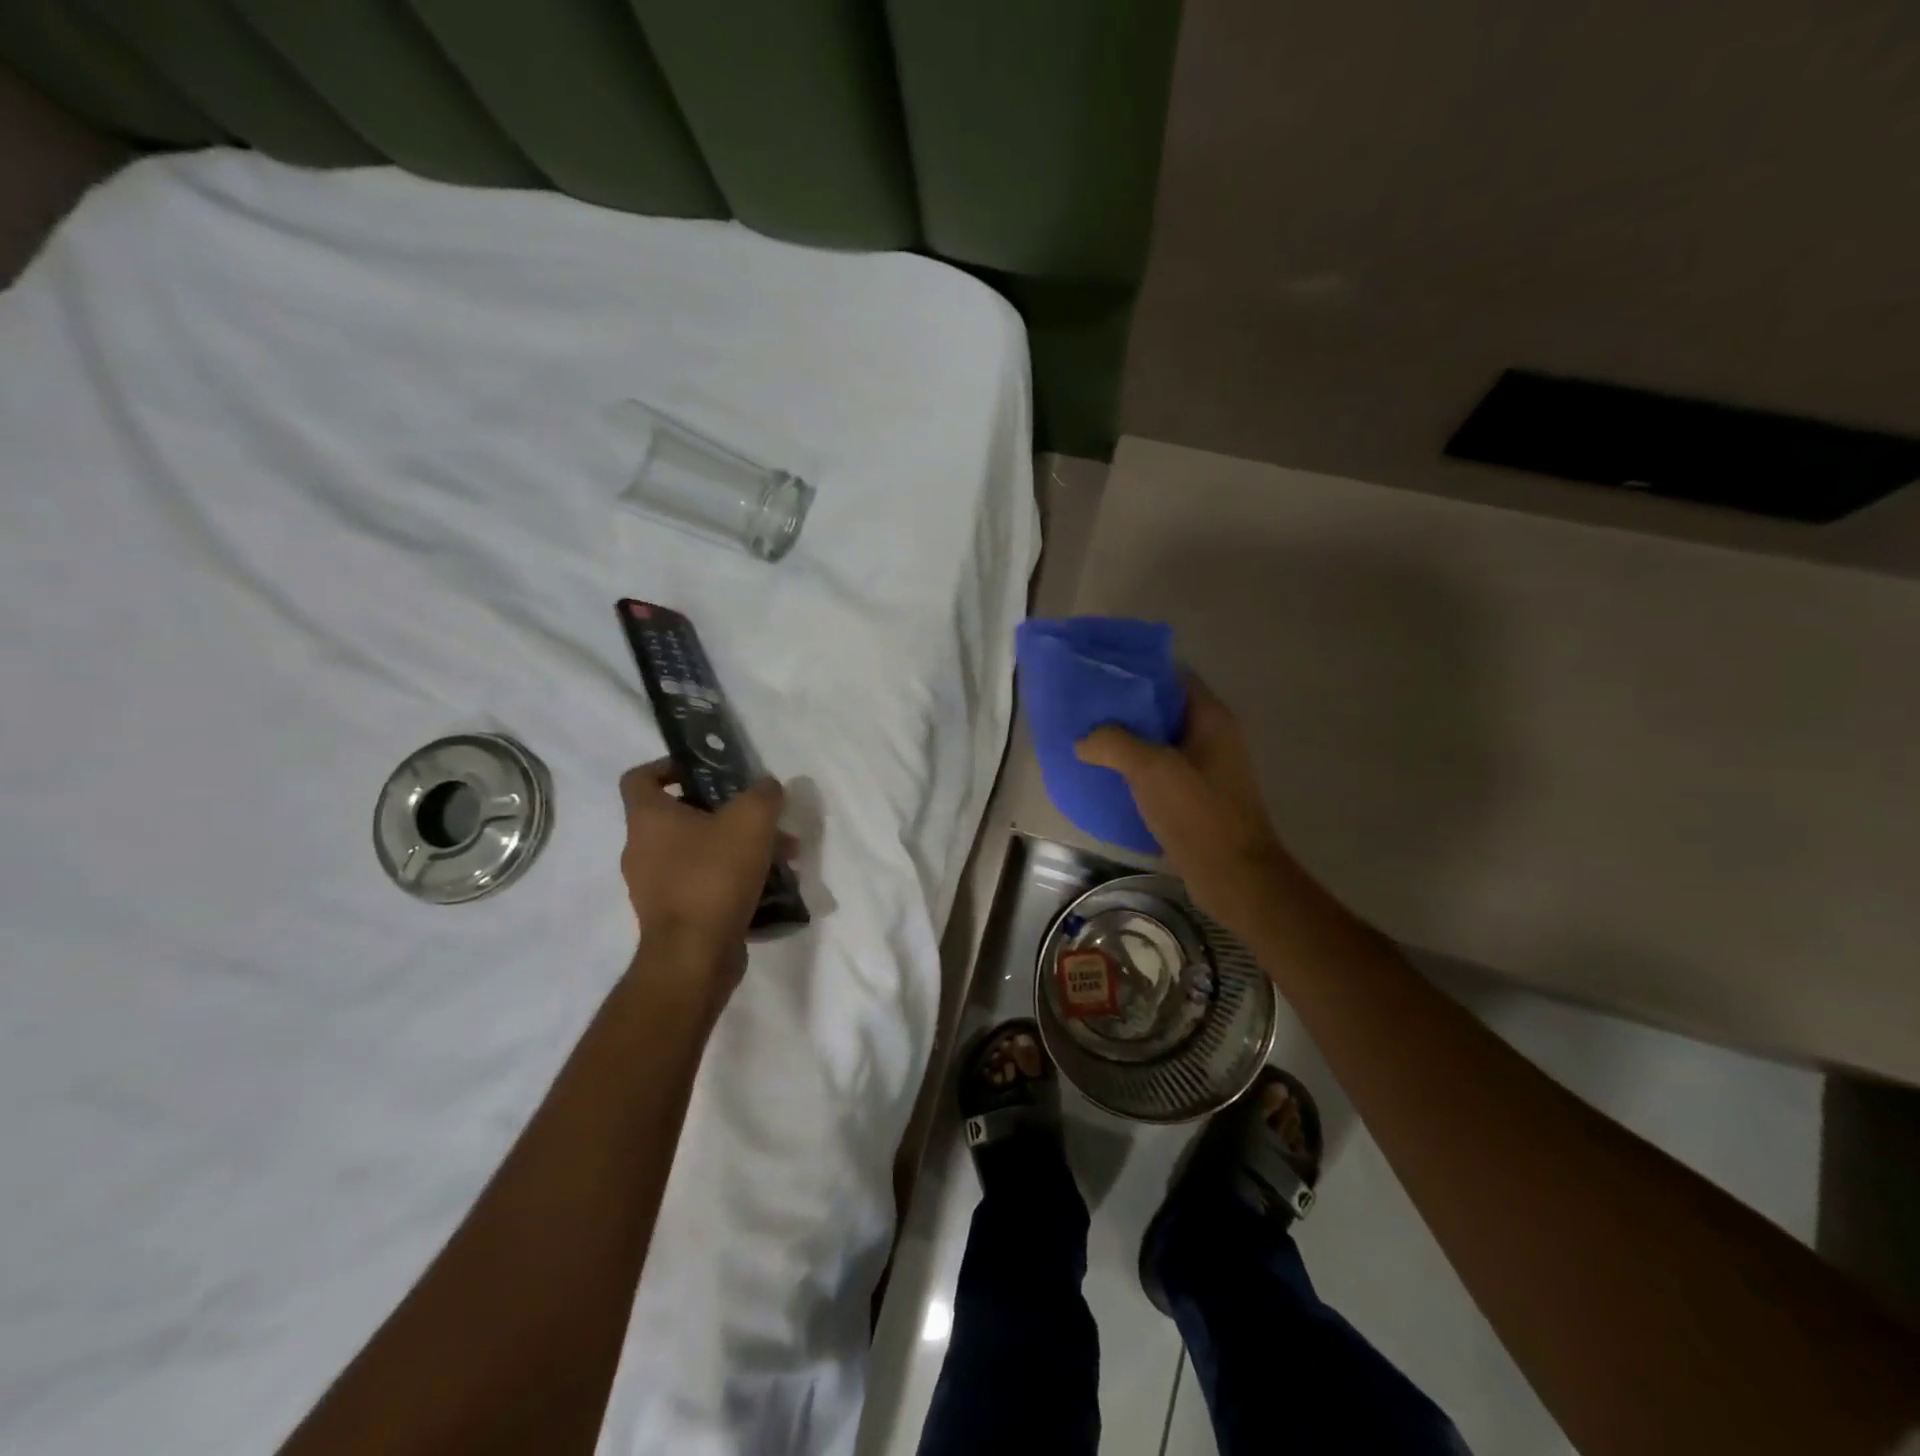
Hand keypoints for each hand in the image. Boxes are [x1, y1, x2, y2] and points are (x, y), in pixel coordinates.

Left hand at [618, 759, 784, 969]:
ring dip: (737, 847)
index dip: (669, 766)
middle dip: (727, 812)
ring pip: (698, 851)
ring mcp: (654, 885)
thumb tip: (767, 787)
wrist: (695, 956)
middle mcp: (641, 849)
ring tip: (781, 855)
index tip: (706, 771)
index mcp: (648, 818)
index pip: (640, 777)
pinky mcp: (672, 915)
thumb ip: (763, 794)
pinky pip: (703, 883)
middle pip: (681, 815)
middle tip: (763, 818)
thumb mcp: (751, 820)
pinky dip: (732, 878)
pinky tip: (768, 884)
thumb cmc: (714, 876)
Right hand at [1074, 674, 1292, 941]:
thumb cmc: (1198, 813)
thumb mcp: (1151, 769)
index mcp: (1211, 720)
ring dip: (1127, 744)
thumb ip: (1114, 743)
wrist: (1234, 877)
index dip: (1139, 674)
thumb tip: (1084, 740)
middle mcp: (1212, 739)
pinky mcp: (1195, 800)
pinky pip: (1159, 776)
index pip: (1174, 678)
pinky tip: (1105, 780)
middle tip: (1085, 711)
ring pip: (1159, 745)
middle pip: (1163, 711)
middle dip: (1126, 711)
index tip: (1101, 677)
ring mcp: (1205, 771)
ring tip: (1088, 743)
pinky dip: (1134, 774)